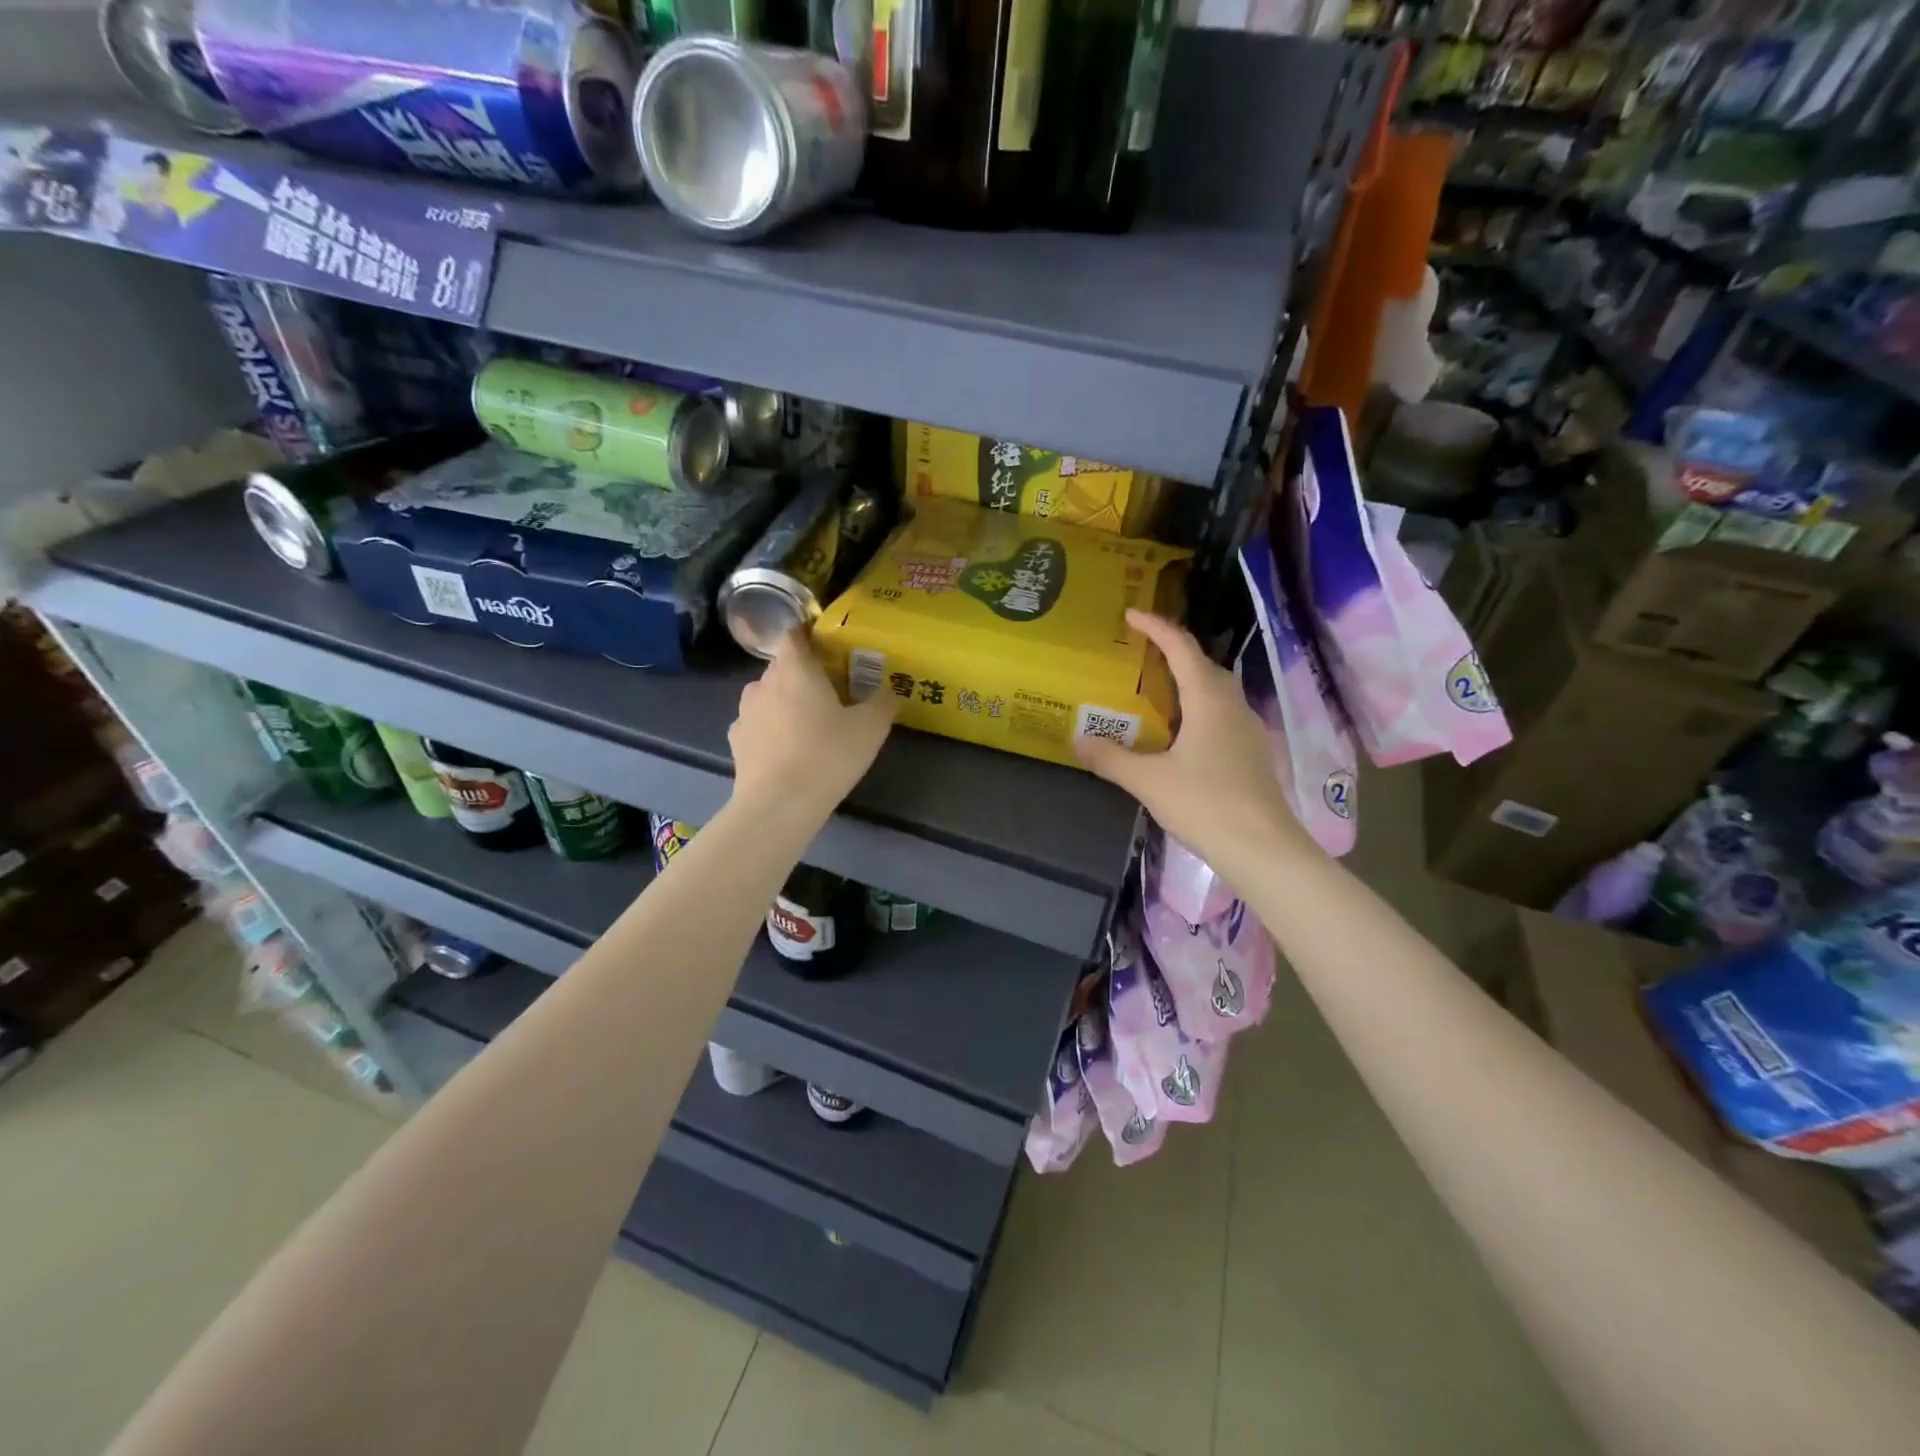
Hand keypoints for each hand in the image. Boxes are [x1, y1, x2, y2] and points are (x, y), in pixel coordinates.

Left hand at [729, 629, 895, 821]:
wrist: (778, 805)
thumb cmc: (827, 755)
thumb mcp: (871, 728)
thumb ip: (883, 702)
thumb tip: (889, 689)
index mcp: (795, 669)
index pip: (794, 634)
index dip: (809, 635)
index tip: (828, 648)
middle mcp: (763, 682)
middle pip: (783, 666)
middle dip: (804, 674)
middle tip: (830, 694)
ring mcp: (745, 712)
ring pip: (768, 695)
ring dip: (785, 702)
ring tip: (808, 726)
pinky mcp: (736, 741)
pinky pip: (757, 724)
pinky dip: (771, 729)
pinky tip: (787, 750)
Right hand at [1075, 610, 1313, 882]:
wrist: (1263, 848)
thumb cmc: (1205, 804)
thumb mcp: (1148, 781)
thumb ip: (1111, 758)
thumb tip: (1077, 739)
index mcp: (1208, 700)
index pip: (1182, 648)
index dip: (1156, 627)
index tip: (1131, 615)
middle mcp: (1232, 705)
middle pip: (1205, 665)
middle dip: (1175, 652)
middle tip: (1142, 655)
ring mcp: (1248, 729)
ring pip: (1218, 691)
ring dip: (1190, 681)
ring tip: (1159, 691)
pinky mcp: (1253, 753)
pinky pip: (1223, 715)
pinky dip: (1200, 709)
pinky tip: (1183, 734)